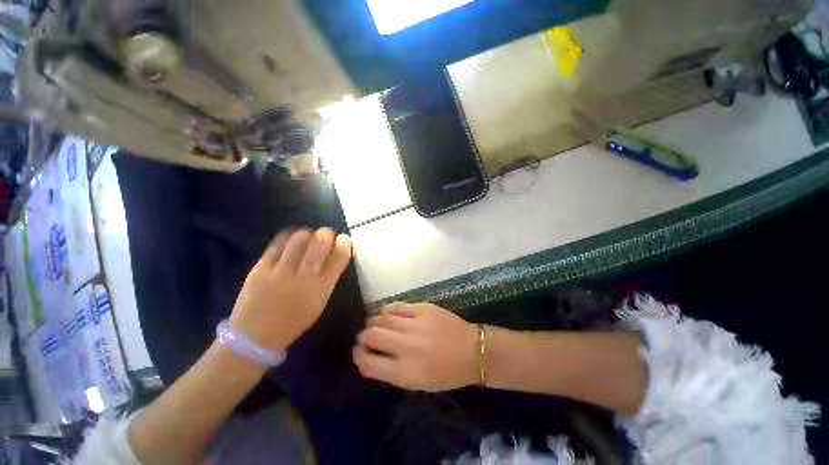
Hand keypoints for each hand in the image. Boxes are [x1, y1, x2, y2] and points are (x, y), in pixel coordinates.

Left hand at [231, 228, 352, 350]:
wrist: (255, 337)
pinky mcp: (261, 268)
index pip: (339, 257)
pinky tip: (291, 238)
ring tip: (308, 237)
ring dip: (308, 233)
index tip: (344, 239)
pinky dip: (288, 236)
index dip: (345, 243)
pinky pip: (278, 243)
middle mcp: (304, 277)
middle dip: (327, 233)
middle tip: (326, 234)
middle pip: (321, 242)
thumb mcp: (320, 302)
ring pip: (300, 238)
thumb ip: (329, 277)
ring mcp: (281, 271)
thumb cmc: (294, 321)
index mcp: (322, 288)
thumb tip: (337, 254)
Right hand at [353, 302, 477, 391]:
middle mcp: (406, 346)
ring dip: (374, 320)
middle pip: (371, 335)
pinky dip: (387, 309)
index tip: (358, 351)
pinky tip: (387, 312)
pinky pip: (397, 306)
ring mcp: (415, 324)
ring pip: (382, 317)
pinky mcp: (423, 308)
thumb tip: (371, 355)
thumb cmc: (446, 373)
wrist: (472, 350)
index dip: (358, 355)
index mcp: (404, 372)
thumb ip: (392, 370)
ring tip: (375, 322)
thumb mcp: (417, 382)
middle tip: (365, 335)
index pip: (368, 363)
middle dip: (363, 335)